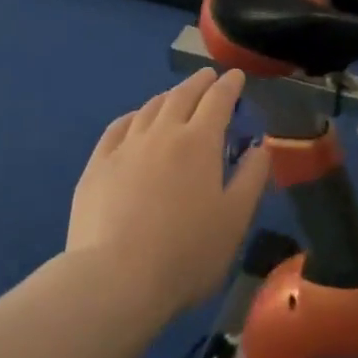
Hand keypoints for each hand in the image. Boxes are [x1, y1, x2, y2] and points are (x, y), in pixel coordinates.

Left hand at [67, 68, 271, 319]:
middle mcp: (163, 132)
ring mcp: (126, 147)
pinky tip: (134, 120)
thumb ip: (252, 177)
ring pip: (150, 108)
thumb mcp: (235, 220)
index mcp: (200, 141)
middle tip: (208, 77)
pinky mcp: (97, 166)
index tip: (236, 75)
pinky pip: (117, 128)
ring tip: (175, 97)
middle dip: (199, 83)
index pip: (218, 99)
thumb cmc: (186, 253)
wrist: (114, 281)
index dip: (230, 84)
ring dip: (168, 97)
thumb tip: (260, 146)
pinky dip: (133, 117)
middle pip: (182, 95)